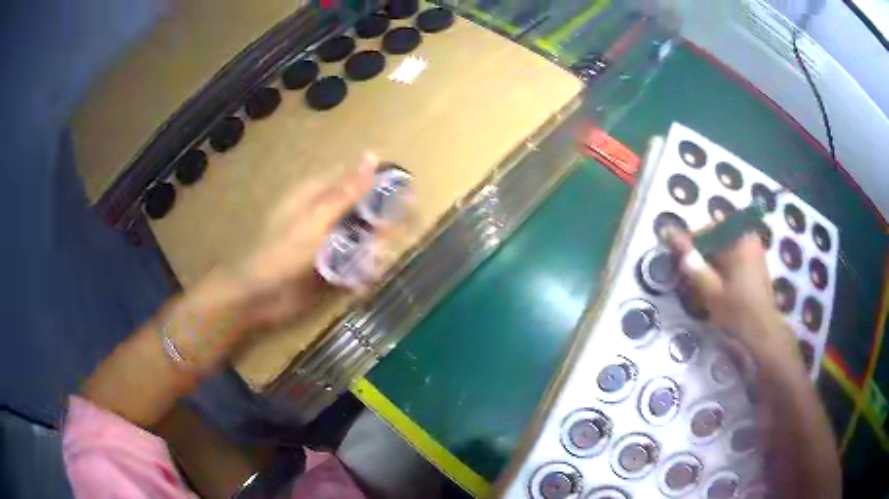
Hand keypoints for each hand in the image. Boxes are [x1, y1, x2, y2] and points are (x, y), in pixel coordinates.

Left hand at [234, 153, 378, 328]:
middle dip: (378, 222)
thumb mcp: (317, 218)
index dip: (379, 183)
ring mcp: (325, 241)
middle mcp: (323, 215)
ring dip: (371, 247)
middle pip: (360, 209)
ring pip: (360, 237)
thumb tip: (373, 155)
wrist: (258, 297)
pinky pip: (352, 261)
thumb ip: (346, 191)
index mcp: (317, 195)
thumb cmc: (282, 252)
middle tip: (388, 236)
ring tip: (376, 261)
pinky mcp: (326, 266)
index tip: (404, 193)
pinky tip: (366, 277)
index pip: (354, 179)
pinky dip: (361, 268)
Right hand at [666, 230, 795, 354]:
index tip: (679, 256)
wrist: (763, 329)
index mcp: (737, 240)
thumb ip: (693, 265)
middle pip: (718, 235)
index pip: (708, 230)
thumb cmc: (737, 310)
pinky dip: (725, 261)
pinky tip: (719, 280)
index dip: (691, 241)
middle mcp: (748, 238)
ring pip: (727, 245)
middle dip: (703, 249)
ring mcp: (755, 248)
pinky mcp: (758, 261)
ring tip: (704, 277)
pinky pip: (736, 252)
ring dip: (714, 256)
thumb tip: (675, 242)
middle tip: (691, 269)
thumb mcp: (711, 292)